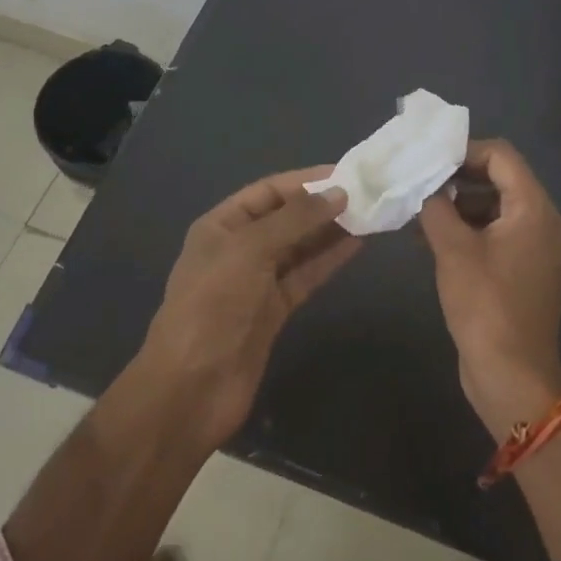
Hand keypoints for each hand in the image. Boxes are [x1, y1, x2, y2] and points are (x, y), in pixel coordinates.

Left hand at [140, 168, 361, 446]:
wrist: (192, 387)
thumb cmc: (213, 304)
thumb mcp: (250, 249)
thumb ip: (296, 219)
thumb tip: (339, 194)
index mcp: (221, 226)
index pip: (268, 191)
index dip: (305, 181)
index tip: (345, 174)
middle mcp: (239, 248)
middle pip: (286, 218)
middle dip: (321, 205)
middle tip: (365, 194)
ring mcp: (256, 282)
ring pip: (299, 247)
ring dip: (330, 231)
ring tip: (368, 215)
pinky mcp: (274, 311)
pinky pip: (305, 275)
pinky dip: (328, 260)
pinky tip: (356, 245)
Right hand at [418, 140, 560, 440]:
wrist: (512, 377)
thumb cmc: (485, 306)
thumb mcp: (453, 250)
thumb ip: (436, 207)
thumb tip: (425, 186)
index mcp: (534, 209)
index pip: (502, 156)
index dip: (464, 151)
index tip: (428, 159)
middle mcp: (543, 221)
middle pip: (501, 178)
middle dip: (458, 177)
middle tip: (419, 181)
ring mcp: (536, 247)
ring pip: (495, 206)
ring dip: (459, 204)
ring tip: (418, 211)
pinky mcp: (525, 270)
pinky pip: (497, 233)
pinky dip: (468, 229)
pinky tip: (430, 237)